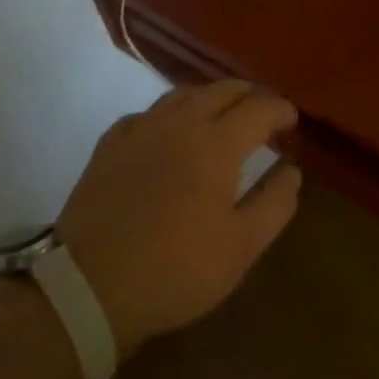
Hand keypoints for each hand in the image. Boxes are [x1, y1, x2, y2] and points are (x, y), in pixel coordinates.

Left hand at [57, 81, 301, 360]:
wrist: (86, 289)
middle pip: (224, 89)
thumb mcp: (240, 248)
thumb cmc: (174, 269)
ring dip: (211, 99)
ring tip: (220, 119)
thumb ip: (274, 204)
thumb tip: (292, 172)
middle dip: (250, 96)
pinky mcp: (110, 145)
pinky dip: (169, 115)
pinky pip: (148, 113)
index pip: (260, 107)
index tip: (291, 124)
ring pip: (185, 94)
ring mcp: (142, 129)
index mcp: (219, 142)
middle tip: (262, 118)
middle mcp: (183, 122)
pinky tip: (168, 134)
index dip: (281, 110)